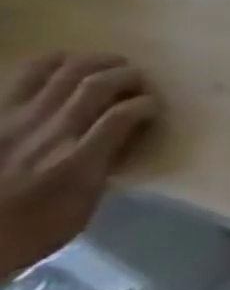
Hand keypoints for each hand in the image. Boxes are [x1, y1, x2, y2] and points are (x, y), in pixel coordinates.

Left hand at [0, 53, 158, 277]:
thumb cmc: (31, 228)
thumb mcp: (82, 205)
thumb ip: (103, 167)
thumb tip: (122, 140)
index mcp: (77, 159)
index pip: (127, 113)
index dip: (149, 103)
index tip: (155, 107)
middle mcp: (48, 132)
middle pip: (95, 84)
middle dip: (126, 75)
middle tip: (139, 79)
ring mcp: (13, 120)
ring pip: (58, 72)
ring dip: (91, 62)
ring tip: (108, 63)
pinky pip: (21, 78)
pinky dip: (47, 64)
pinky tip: (62, 64)